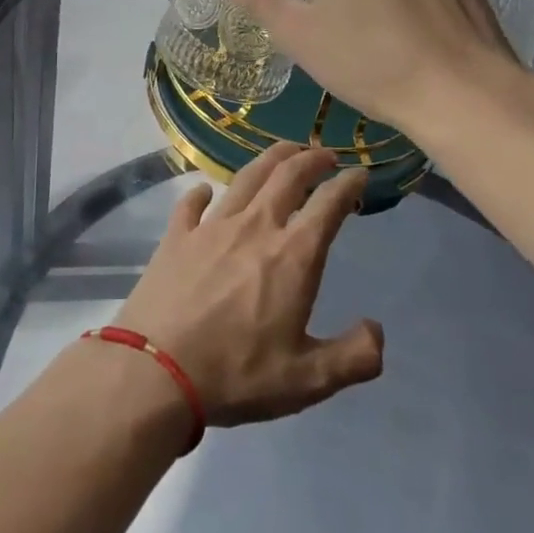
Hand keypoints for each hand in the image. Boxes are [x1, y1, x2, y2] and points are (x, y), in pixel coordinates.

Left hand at [113, 144, 383, 427]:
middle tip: (324, 153)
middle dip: (310, 158)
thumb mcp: (308, 380)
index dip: (348, 185)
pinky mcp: (176, 236)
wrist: (156, 369)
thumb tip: (377, 329)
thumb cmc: (237, 374)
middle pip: (286, 176)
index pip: (328, 205)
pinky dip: (203, 192)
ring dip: (269, 159)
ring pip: (245, 178)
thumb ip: (354, 356)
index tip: (360, 174)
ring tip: (283, 152)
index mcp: (292, 256)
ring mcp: (211, 227)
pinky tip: (207, 190)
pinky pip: (192, 202)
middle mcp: (254, 227)